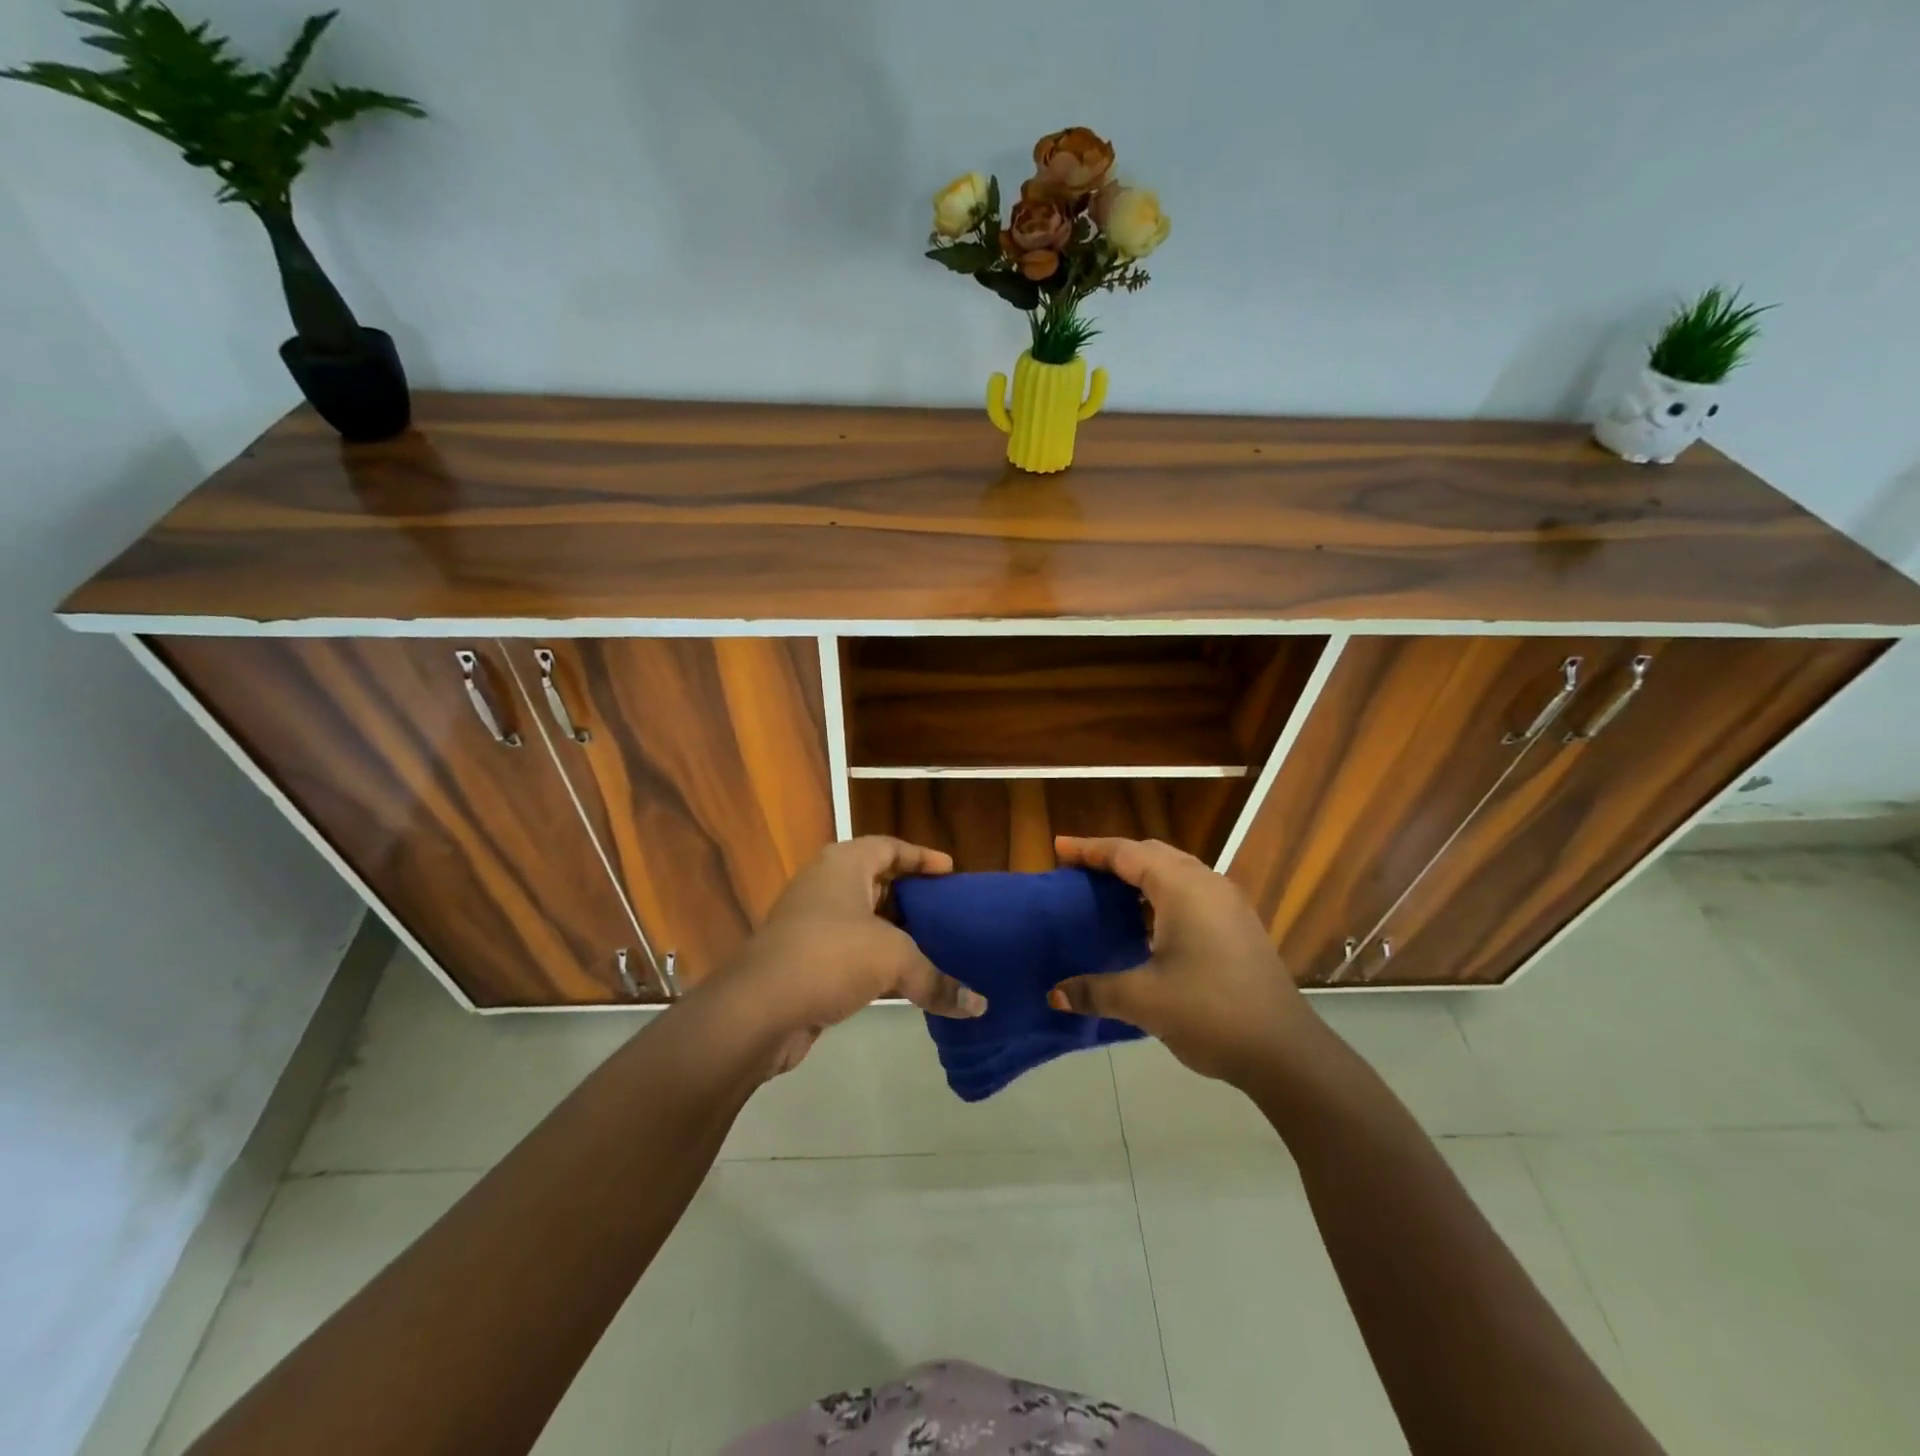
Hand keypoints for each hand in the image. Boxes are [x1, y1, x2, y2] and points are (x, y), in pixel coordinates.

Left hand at [718, 837, 985, 1074]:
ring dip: (893, 931)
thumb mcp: (894, 960)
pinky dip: (875, 959)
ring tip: (932, 944)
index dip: (921, 857)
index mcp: (843, 865)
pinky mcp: (802, 959)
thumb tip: (979, 1007)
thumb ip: (937, 980)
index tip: (950, 870)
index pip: (889, 847)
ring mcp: (809, 922)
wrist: (759, 1008)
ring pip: (861, 919)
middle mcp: (824, 885)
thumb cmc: (830, 957)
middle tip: (944, 909)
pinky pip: (849, 950)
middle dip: (910, 895)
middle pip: (875, 880)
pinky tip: (901, 980)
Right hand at [1047, 836, 1316, 1086]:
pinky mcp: (1238, 925)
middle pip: (1151, 854)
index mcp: (1183, 888)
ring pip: (1174, 871)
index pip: (1126, 853)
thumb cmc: (1210, 1013)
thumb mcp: (1143, 1000)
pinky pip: (1190, 891)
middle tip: (1077, 869)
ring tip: (1105, 891)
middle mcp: (1207, 884)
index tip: (1058, 847)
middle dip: (1113, 857)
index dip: (1089, 849)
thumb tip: (1053, 995)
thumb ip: (1094, 991)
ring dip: (1139, 875)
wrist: (1285, 1051)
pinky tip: (1144, 923)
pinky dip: (1160, 894)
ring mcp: (1228, 903)